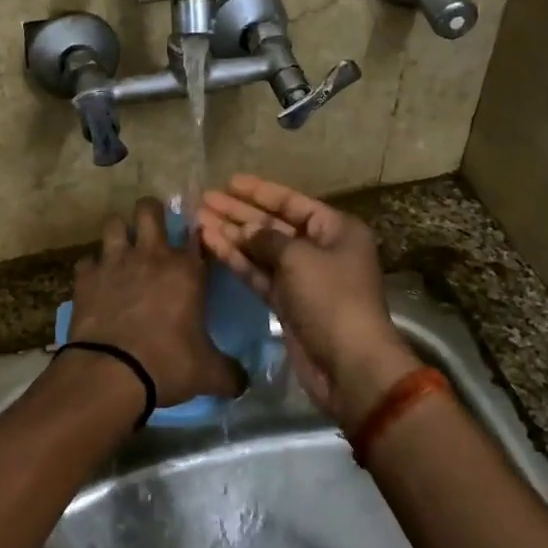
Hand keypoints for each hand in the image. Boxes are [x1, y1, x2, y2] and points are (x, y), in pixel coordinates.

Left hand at [67, 197, 243, 408]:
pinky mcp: (86, 277)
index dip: (196, 232)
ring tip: (122, 249)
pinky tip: (96, 282)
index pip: (195, 234)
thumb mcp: (208, 373)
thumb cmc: (167, 364)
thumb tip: (244, 382)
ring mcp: (115, 261)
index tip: (195, 239)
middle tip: (153, 229)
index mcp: (186, 270)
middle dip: (151, 212)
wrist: (111, 373)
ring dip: (118, 232)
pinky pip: (87, 260)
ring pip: (113, 223)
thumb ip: (230, 373)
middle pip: (149, 209)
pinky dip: (92, 268)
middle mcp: (151, 255)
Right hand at [198, 175, 419, 427]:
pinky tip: (211, 245)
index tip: (229, 182)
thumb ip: (267, 238)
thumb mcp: (299, 258)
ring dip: (232, 236)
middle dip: (240, 213)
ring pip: (262, 250)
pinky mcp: (287, 304)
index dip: (260, 191)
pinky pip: (259, 274)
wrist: (349, 365)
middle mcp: (320, 249)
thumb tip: (246, 230)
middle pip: (274, 224)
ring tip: (198, 221)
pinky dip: (237, 261)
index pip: (292, 202)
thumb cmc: (331, 299)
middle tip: (205, 200)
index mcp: (336, 230)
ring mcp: (303, 278)